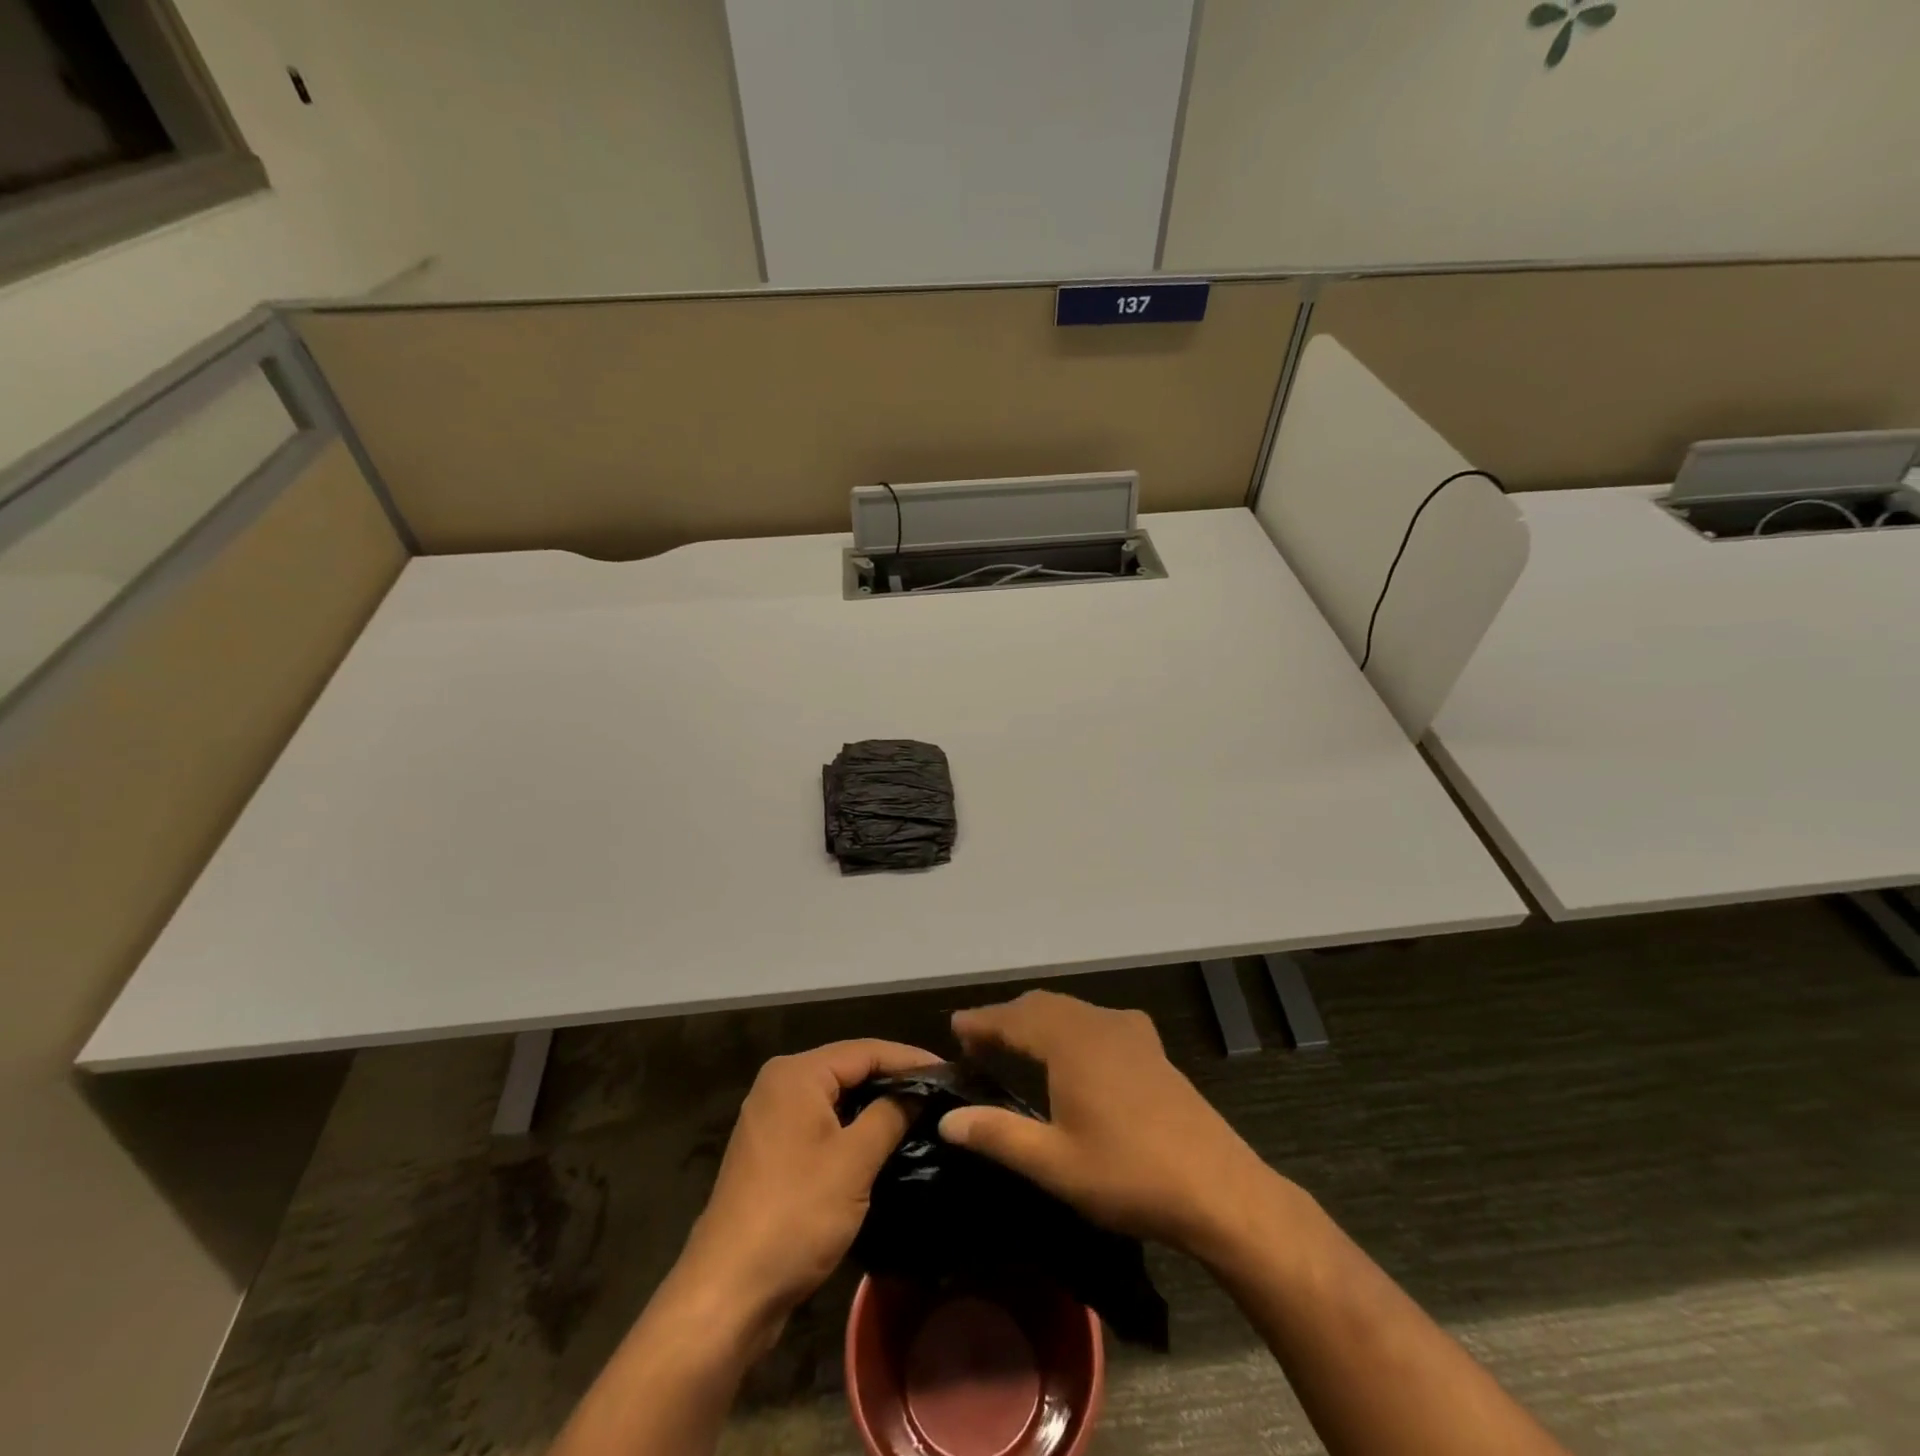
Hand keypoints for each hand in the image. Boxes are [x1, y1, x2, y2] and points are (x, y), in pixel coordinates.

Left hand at [671, 1039, 934, 1348]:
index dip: (910, 1059)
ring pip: (836, 1096)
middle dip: (893, 1078)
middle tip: (939, 1091)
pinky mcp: (772, 1149)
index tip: (950, 1072)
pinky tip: (881, 1138)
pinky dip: (852, 1124)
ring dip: (874, 1103)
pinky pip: (822, 1120)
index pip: (865, 1050)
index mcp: (797, 1074)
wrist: (728, 1291)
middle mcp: (780, 1083)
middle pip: (849, 1067)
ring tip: (920, 1111)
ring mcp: (772, 1117)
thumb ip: (890, 1115)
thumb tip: (920, 1093)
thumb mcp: (854, 1161)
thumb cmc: (796, 1214)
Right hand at [938, 991, 1273, 1255]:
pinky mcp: (1152, 1047)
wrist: (1218, 1188)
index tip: (954, 1026)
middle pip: (1042, 1005)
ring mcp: (1130, 1032)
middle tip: (977, 1038)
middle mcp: (1098, 1023)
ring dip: (1038, 1019)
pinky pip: (1097, 1020)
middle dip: (1007, 1017)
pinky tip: (1074, 1050)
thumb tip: (947, 1119)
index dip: (981, 1021)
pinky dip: (1070, 1025)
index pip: (1014, 1018)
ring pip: (1071, 1009)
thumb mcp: (1054, 1163)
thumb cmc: (1128, 1174)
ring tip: (1015, 1041)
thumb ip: (997, 1135)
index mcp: (1071, 1042)